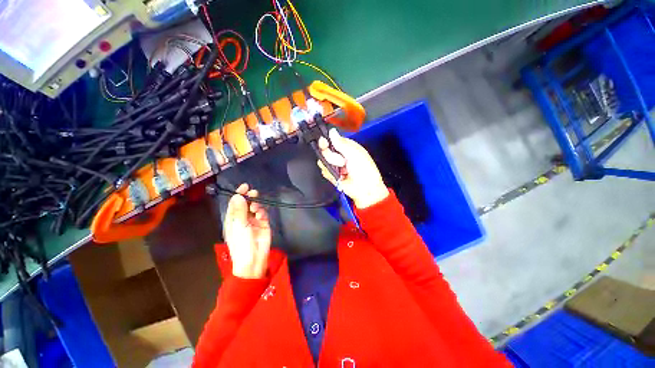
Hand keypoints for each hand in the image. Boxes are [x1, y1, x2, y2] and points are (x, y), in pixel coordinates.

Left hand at [223, 183, 270, 278]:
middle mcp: (243, 218)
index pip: (235, 204)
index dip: (239, 194)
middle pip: (246, 204)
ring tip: (256, 208)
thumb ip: (239, 211)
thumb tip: (237, 195)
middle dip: (249, 197)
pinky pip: (263, 214)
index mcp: (233, 219)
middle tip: (253, 193)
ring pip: (255, 207)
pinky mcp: (264, 224)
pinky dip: (262, 212)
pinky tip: (261, 215)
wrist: (253, 259)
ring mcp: (254, 221)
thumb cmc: (241, 244)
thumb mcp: (239, 226)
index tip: (244, 186)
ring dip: (256, 205)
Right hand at [317, 128, 388, 208]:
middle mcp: (339, 154)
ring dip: (332, 166)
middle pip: (324, 150)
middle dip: (332, 156)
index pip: (331, 140)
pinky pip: (324, 171)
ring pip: (322, 160)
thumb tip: (331, 131)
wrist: (365, 189)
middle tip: (342, 162)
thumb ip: (341, 143)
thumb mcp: (354, 153)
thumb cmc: (364, 169)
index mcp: (347, 147)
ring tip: (343, 171)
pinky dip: (331, 174)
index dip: (327, 141)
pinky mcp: (331, 175)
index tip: (324, 143)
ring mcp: (334, 165)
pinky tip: (339, 177)